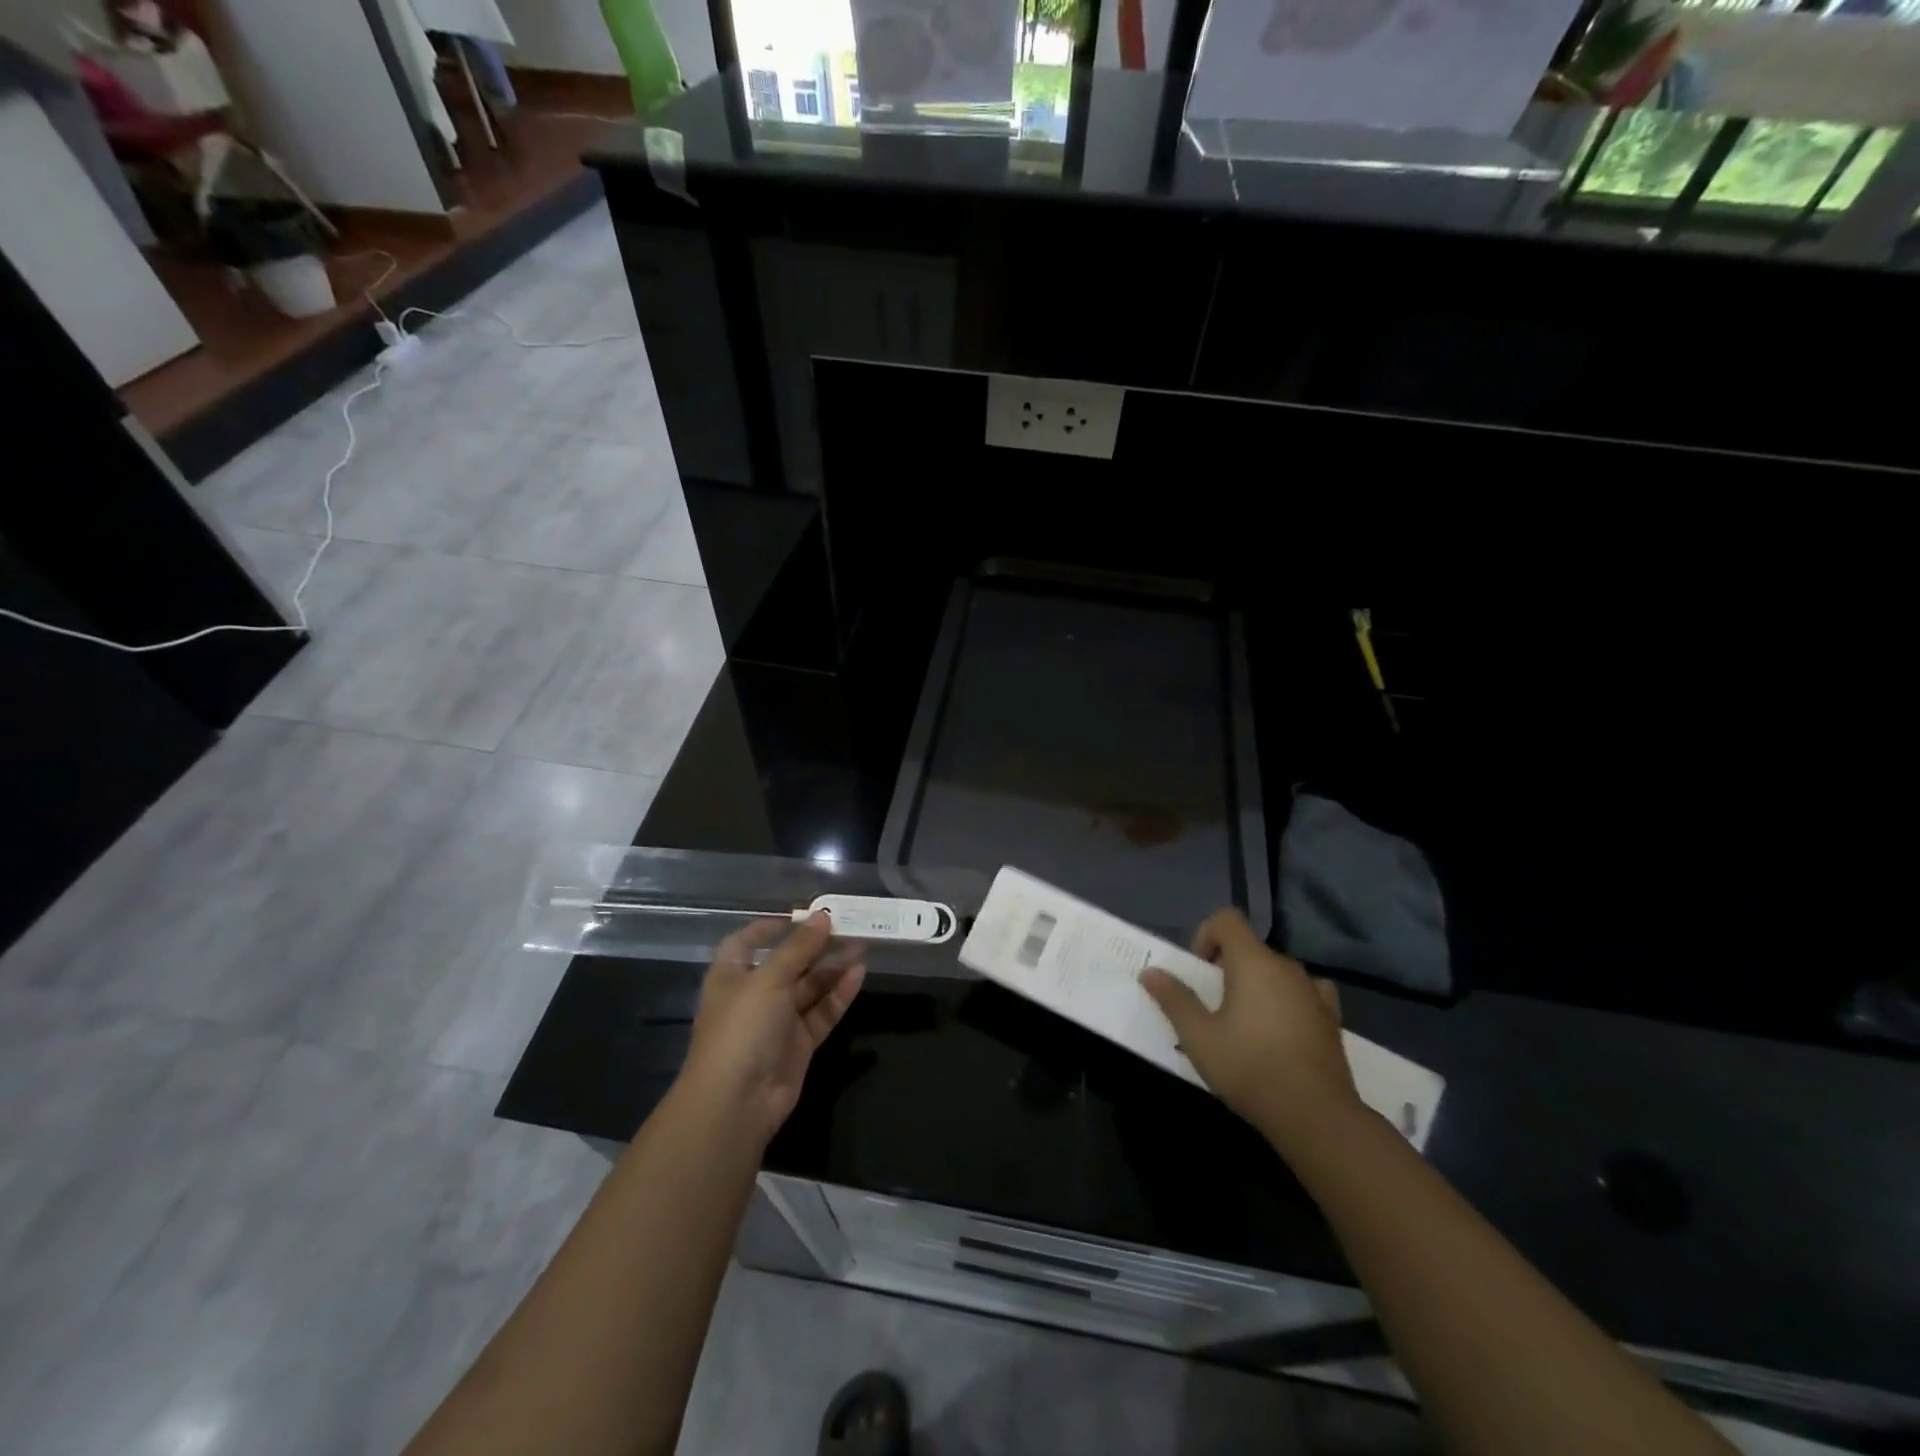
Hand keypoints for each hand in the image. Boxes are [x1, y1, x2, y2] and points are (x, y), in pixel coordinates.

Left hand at [680, 913, 866, 1146]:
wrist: (737, 1102)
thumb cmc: (742, 1028)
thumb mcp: (769, 979)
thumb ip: (799, 947)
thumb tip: (822, 916)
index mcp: (732, 974)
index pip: (748, 941)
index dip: (772, 926)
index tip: (803, 913)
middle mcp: (754, 994)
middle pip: (787, 962)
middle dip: (814, 945)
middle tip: (846, 926)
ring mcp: (777, 1020)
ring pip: (809, 986)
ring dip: (832, 966)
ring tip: (862, 945)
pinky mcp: (799, 1043)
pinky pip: (822, 1011)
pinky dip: (839, 993)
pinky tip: (860, 974)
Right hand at [1139, 908, 1359, 1148]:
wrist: (1316, 1117)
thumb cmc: (1249, 1068)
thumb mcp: (1199, 1037)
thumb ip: (1174, 999)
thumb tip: (1150, 972)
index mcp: (1253, 962)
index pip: (1226, 920)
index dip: (1205, 936)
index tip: (1199, 973)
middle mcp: (1286, 967)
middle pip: (1249, 948)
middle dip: (1226, 968)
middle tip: (1212, 1006)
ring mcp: (1313, 992)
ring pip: (1275, 972)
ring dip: (1256, 985)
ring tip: (1244, 1025)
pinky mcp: (1331, 1018)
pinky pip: (1303, 993)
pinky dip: (1288, 1000)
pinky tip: (1281, 1029)